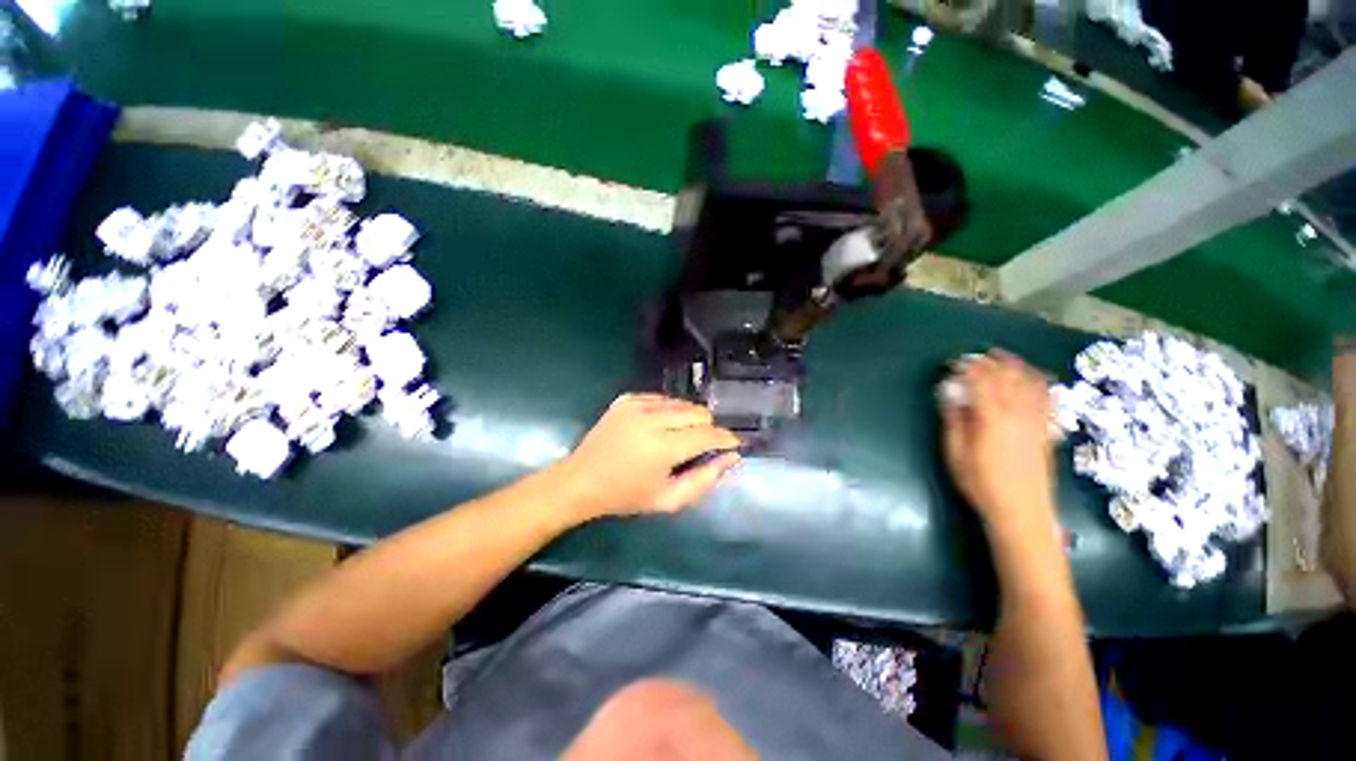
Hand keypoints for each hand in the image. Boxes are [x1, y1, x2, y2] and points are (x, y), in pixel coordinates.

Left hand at [552, 394, 741, 518]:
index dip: (726, 438)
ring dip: (689, 418)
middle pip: (698, 412)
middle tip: (702, 445)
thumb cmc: (626, 496)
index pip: (708, 434)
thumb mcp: (669, 500)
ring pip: (682, 403)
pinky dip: (669, 411)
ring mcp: (636, 405)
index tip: (735, 444)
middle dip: (708, 428)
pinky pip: (662, 398)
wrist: (581, 481)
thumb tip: (731, 456)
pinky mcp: (626, 399)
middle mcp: (651, 419)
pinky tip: (660, 427)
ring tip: (680, 436)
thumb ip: (705, 479)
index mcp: (662, 448)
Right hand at [940, 351, 1056, 542]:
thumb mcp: (955, 453)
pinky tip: (1033, 377)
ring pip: (1029, 383)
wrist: (1022, 510)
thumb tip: (948, 394)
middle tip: (974, 356)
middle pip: (1006, 378)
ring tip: (1002, 356)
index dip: (967, 368)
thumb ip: (953, 420)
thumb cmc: (980, 483)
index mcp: (992, 418)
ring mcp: (1036, 421)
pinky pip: (1046, 398)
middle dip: (990, 362)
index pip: (980, 382)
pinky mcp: (1046, 429)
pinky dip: (1038, 382)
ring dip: (1015, 366)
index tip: (954, 361)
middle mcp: (1018, 413)